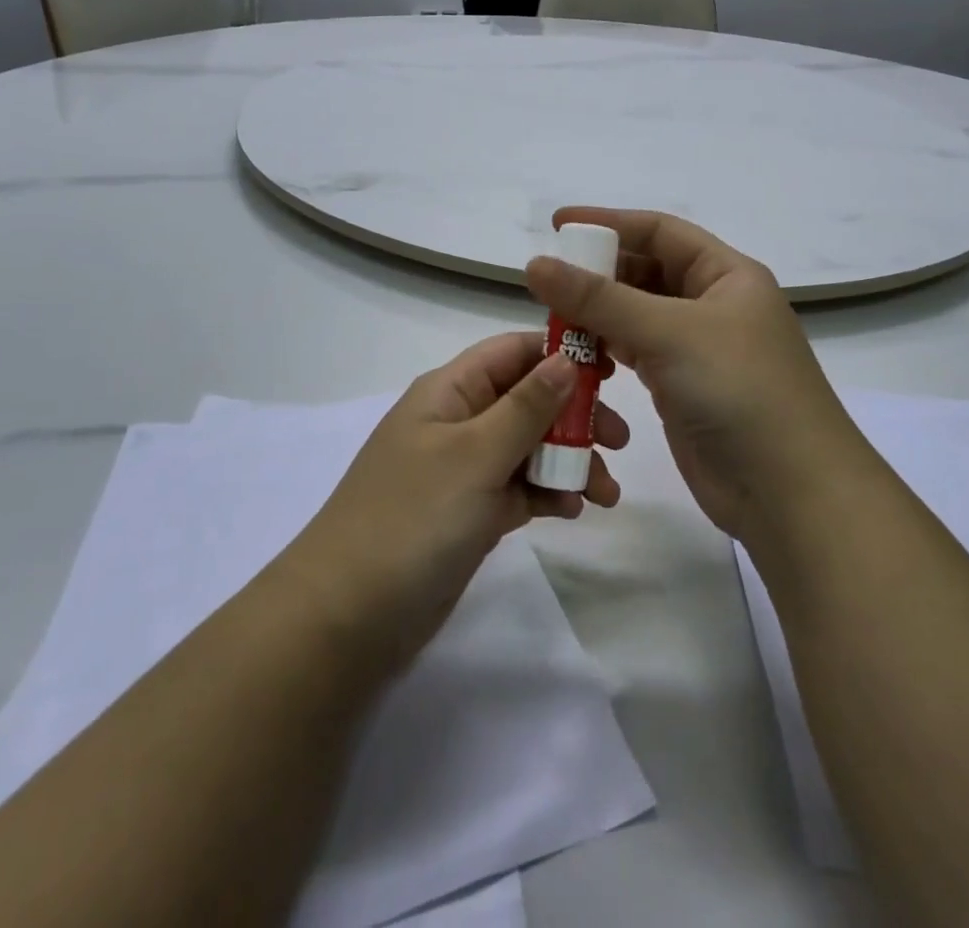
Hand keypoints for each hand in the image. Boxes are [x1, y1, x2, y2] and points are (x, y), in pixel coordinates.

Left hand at [282, 333, 625, 671]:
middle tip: (619, 444)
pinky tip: (572, 511)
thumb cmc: (414, 517)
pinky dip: (548, 493)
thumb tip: (566, 358)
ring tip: (605, 495)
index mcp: (450, 391)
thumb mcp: (475, 453)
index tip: (614, 374)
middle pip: (528, 399)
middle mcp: (457, 421)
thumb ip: (526, 406)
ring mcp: (463, 469)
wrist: (349, 616)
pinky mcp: (470, 513)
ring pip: (529, 447)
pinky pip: (519, 488)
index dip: (562, 355)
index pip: (513, 352)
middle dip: (575, 417)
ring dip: (569, 461)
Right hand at [525, 208, 854, 548]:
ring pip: (636, 316)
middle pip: (645, 272)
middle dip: (598, 273)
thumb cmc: (739, 391)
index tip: (557, 225)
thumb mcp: (669, 333)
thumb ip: (598, 299)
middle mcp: (713, 305)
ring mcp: (698, 349)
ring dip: (597, 315)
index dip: (609, 223)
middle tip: (548, 281)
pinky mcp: (682, 388)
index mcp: (726, 275)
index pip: (660, 232)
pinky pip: (635, 354)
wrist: (791, 494)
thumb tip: (535, 265)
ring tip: (553, 319)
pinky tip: (578, 356)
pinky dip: (606, 350)